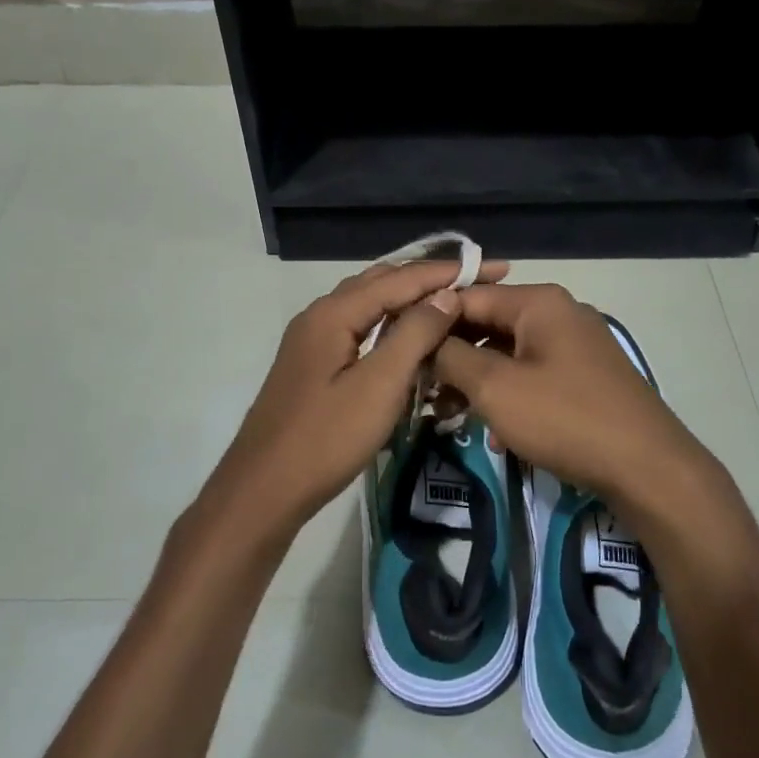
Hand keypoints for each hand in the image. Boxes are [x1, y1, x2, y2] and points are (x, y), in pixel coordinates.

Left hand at [198, 257, 510, 543]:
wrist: (265, 489)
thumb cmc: (326, 438)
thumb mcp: (379, 385)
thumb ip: (414, 334)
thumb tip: (446, 294)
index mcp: (333, 313)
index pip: (400, 278)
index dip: (448, 272)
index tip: (494, 268)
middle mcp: (320, 315)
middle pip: (382, 282)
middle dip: (430, 279)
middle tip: (476, 281)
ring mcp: (313, 340)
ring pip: (369, 305)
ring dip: (409, 298)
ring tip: (451, 300)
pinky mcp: (314, 364)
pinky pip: (360, 327)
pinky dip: (391, 323)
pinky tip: (410, 337)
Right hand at [431, 283, 721, 522]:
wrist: (648, 468)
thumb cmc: (565, 419)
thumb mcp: (495, 387)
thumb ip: (451, 357)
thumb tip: (426, 341)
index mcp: (538, 302)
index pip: (466, 297)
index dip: (429, 322)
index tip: (399, 351)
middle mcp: (559, 313)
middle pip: (488, 325)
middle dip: (453, 358)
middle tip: (423, 391)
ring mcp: (576, 345)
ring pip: (509, 354)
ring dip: (478, 382)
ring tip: (450, 415)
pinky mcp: (586, 377)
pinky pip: (533, 375)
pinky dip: (509, 396)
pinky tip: (496, 434)